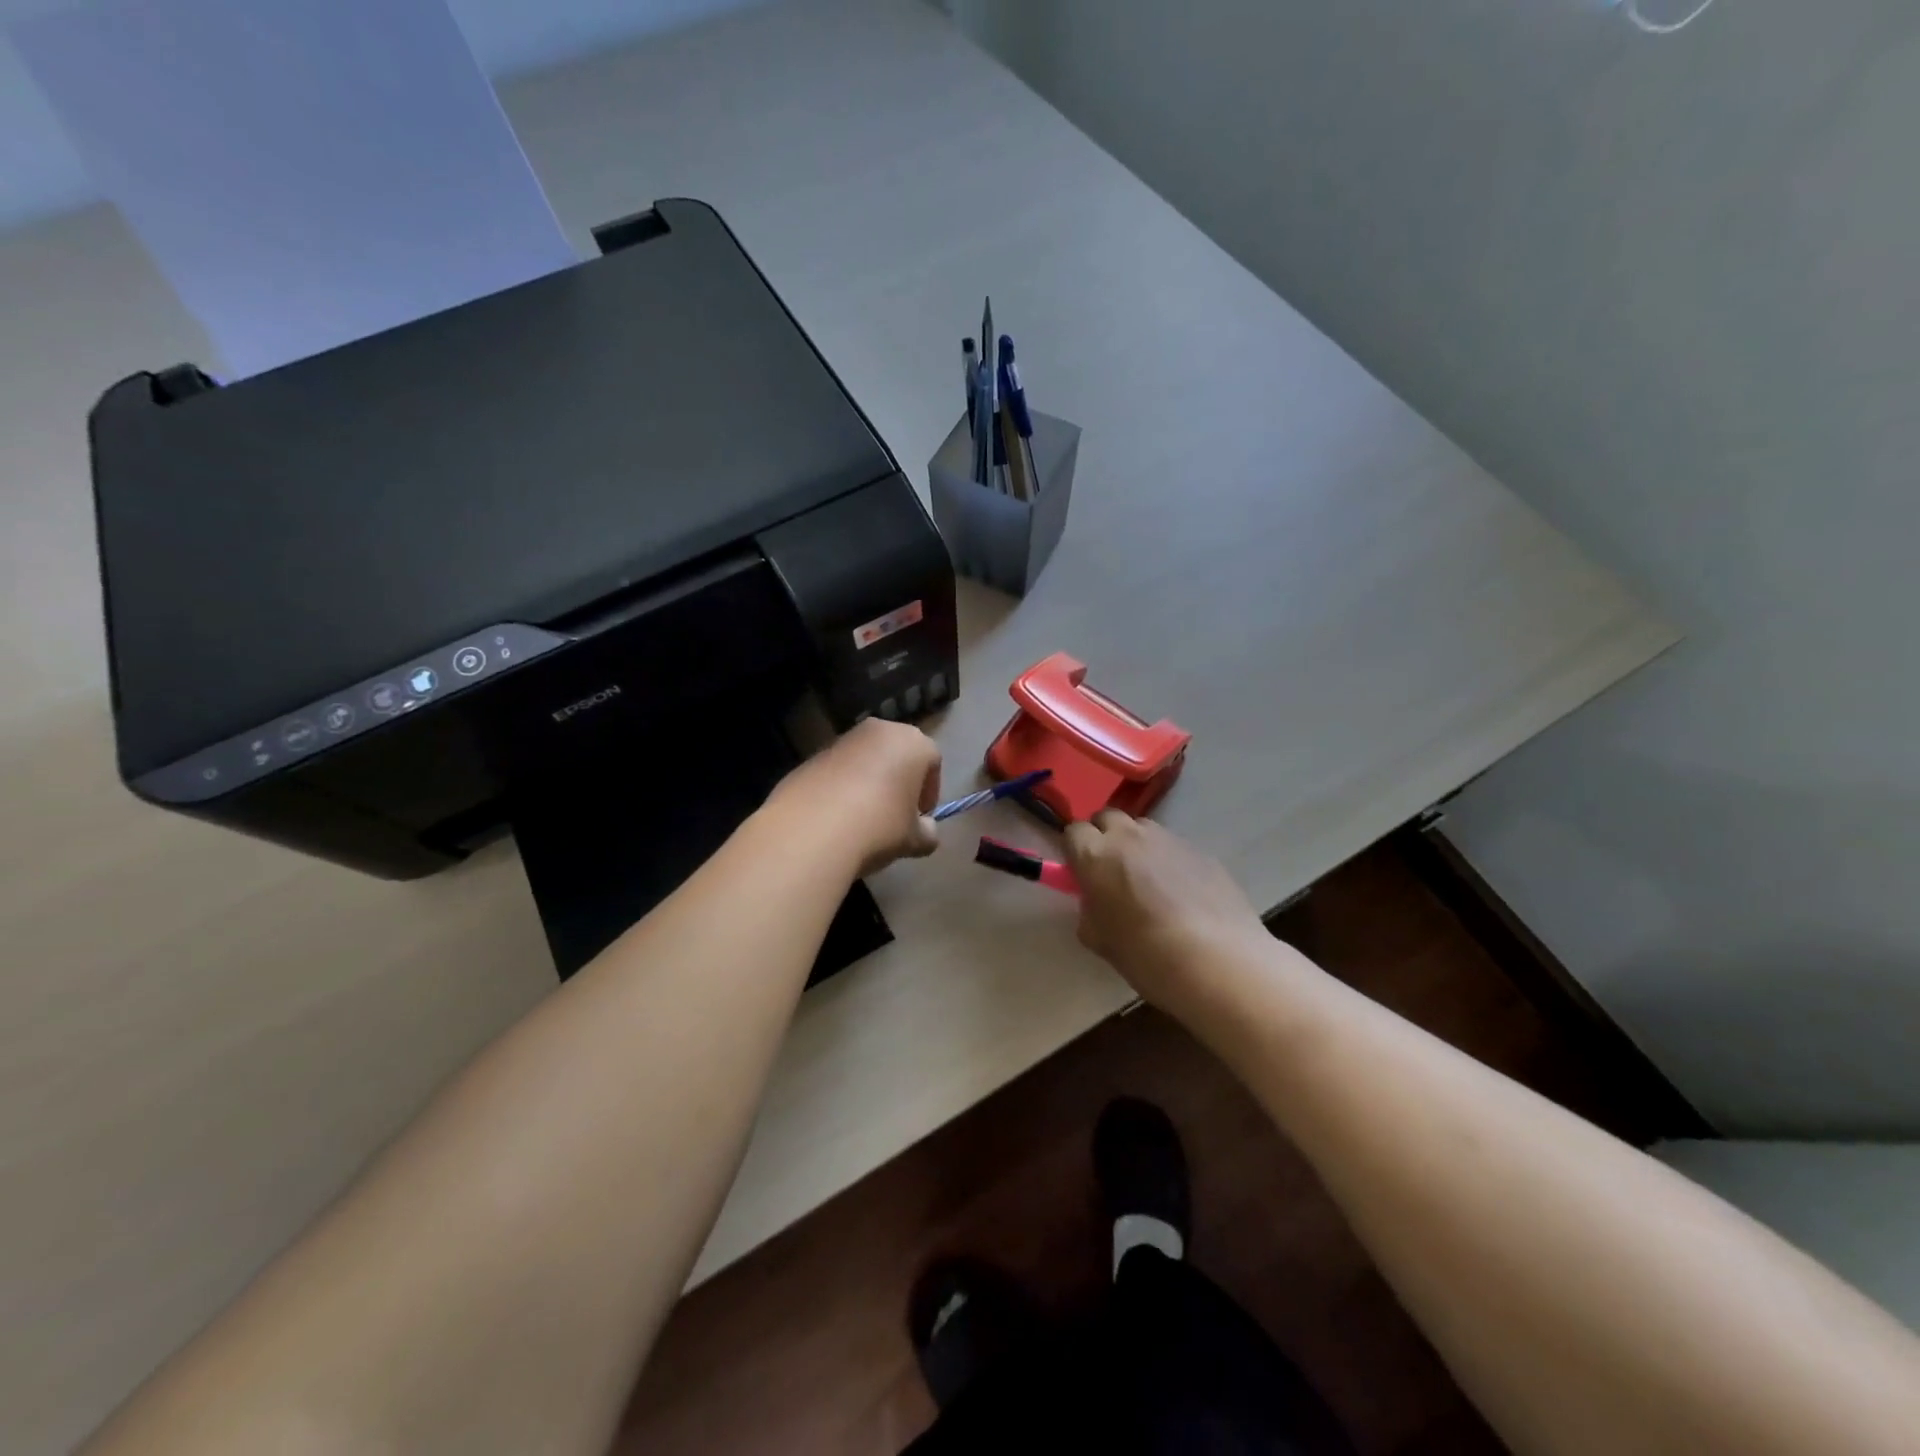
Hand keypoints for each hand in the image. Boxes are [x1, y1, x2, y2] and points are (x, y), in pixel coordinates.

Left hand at [769, 719, 941, 876]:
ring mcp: (842, 740)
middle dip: (900, 781)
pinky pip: (838, 770)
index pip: (932, 761)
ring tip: (865, 818)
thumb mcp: (914, 839)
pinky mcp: (811, 756)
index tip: (921, 817)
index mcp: (912, 742)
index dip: (930, 791)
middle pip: (898, 753)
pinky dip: (842, 787)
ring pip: (866, 760)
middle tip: (896, 814)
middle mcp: (878, 730)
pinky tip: (837, 817)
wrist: (812, 831)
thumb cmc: (879, 826)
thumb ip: (928, 832)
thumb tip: (925, 831)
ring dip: (870, 782)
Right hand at [1064, 811, 1270, 1016]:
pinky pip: (1174, 847)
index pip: (1073, 832)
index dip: (1075, 851)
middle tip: (1110, 871)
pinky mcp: (1201, 850)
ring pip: (1142, 828)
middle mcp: (1129, 836)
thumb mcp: (1098, 939)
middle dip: (1104, 836)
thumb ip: (1090, 910)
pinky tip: (1182, 895)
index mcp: (1095, 855)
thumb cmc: (1145, 954)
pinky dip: (1169, 861)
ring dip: (1136, 845)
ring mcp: (1168, 839)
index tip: (1081, 873)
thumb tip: (1097, 901)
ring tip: (1149, 882)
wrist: (1216, 961)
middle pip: (1107, 817)